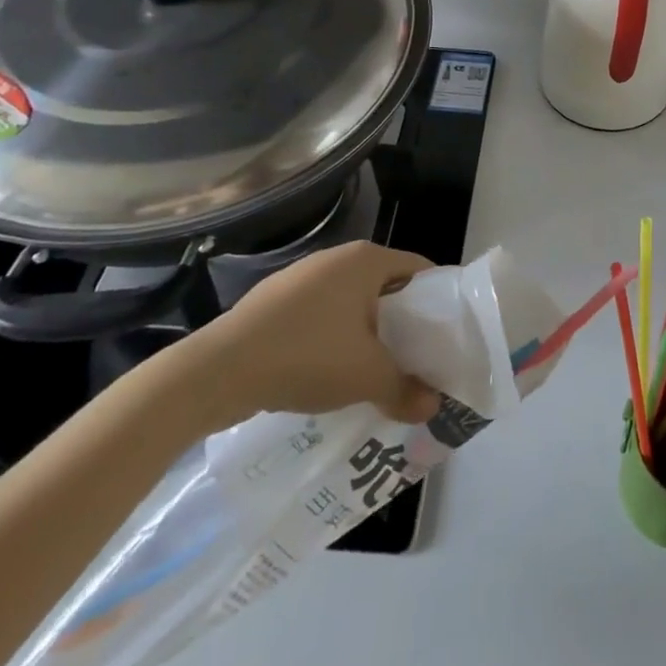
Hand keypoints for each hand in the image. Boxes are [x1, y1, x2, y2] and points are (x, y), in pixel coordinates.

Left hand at [169, 241, 442, 435]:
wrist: (219, 370)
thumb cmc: (308, 355)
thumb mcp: (367, 376)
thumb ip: (406, 389)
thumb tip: (434, 406)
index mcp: (366, 260)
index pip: (419, 270)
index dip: (437, 302)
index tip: (447, 337)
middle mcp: (337, 258)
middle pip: (386, 287)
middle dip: (403, 324)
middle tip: (417, 360)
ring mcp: (303, 277)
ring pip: (353, 304)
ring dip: (368, 334)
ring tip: (377, 372)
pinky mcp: (276, 301)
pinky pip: (322, 315)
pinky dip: (335, 339)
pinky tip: (330, 373)